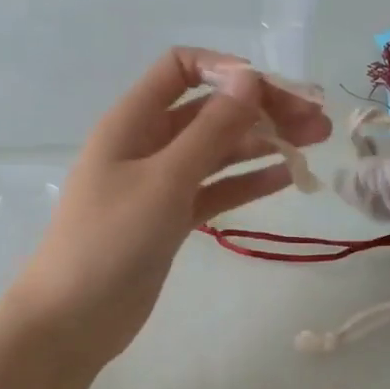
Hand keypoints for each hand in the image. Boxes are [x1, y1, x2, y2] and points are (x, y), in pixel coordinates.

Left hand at [3, 47, 329, 368]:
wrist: (73, 319)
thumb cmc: (110, 241)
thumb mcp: (165, 180)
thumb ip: (210, 130)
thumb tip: (250, 77)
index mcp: (133, 121)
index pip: (181, 69)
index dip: (226, 70)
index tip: (271, 93)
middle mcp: (148, 144)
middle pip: (210, 110)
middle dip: (261, 110)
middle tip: (316, 124)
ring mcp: (161, 183)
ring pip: (219, 151)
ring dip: (263, 144)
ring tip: (313, 147)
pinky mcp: (172, 219)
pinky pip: (216, 189)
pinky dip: (248, 181)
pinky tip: (287, 178)